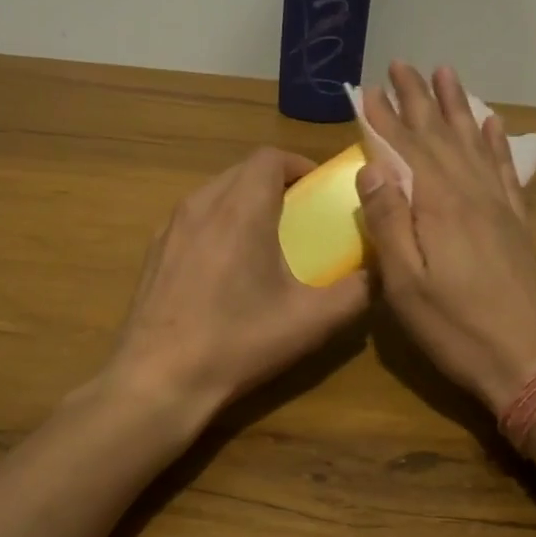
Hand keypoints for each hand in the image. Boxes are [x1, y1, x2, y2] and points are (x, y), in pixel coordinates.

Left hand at [104, 148, 368, 425]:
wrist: (159, 379)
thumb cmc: (239, 342)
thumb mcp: (311, 321)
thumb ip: (357, 290)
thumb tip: (382, 269)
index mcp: (241, 210)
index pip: (270, 157)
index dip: (300, 166)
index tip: (319, 193)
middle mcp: (201, 205)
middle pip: (242, 171)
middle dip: (276, 184)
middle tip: (301, 219)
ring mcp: (170, 228)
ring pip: (215, 193)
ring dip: (245, 203)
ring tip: (267, 242)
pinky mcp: (154, 252)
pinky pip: (193, 219)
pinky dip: (218, 224)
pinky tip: (227, 269)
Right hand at [356, 63, 535, 412]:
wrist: (527, 359)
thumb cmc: (456, 329)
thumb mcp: (406, 284)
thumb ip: (388, 223)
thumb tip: (371, 168)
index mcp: (439, 206)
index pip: (406, 150)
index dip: (385, 119)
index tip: (368, 90)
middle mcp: (471, 194)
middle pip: (441, 136)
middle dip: (419, 100)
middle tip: (403, 64)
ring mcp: (499, 207)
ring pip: (474, 143)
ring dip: (458, 108)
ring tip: (447, 74)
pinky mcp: (516, 224)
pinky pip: (505, 170)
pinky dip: (496, 143)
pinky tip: (492, 124)